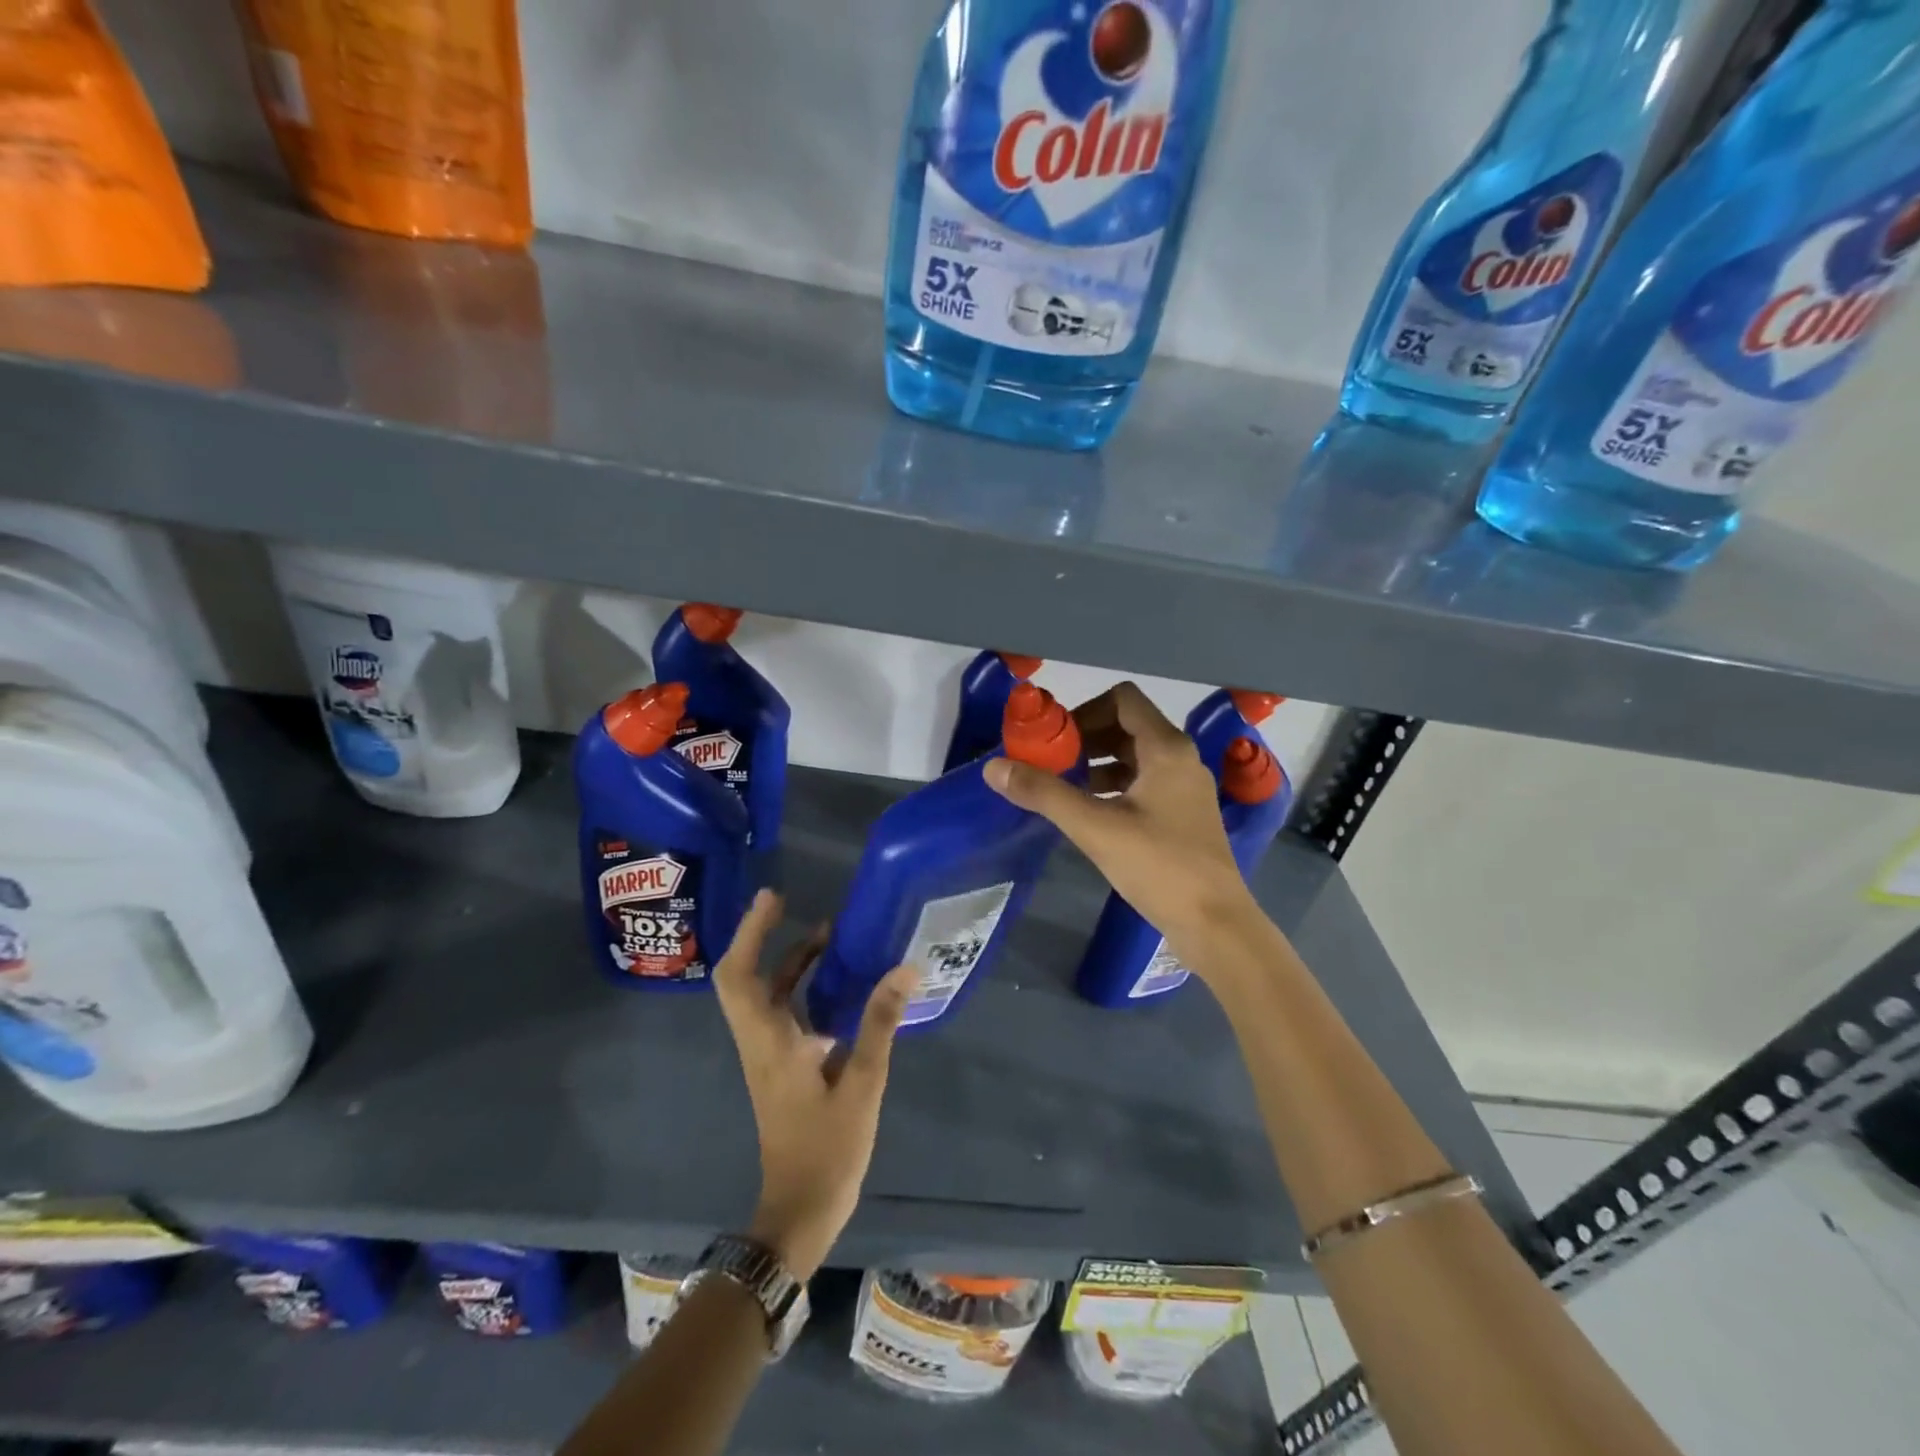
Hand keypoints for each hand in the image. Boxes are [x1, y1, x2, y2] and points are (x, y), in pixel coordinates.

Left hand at [712, 891, 916, 1279]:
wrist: (800, 1213)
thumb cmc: (827, 1150)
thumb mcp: (862, 1084)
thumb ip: (879, 1023)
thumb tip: (904, 968)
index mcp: (769, 1042)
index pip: (740, 976)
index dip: (751, 933)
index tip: (773, 898)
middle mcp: (761, 1041)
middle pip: (744, 978)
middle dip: (762, 936)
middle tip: (789, 904)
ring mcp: (770, 1054)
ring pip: (766, 994)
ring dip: (788, 960)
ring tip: (828, 932)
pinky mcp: (783, 1066)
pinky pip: (785, 1011)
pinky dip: (802, 986)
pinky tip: (840, 982)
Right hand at [983, 682, 1257, 966]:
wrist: (1215, 923)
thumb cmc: (1159, 866)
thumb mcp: (1095, 828)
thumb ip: (1044, 793)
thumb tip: (994, 767)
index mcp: (1166, 748)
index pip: (1122, 699)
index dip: (1083, 710)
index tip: (1054, 739)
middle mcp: (1180, 758)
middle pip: (1127, 725)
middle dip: (1085, 739)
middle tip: (1051, 763)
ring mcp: (1184, 787)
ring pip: (1134, 756)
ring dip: (1097, 763)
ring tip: (1064, 787)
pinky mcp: (1183, 814)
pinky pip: (1143, 782)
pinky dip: (1113, 786)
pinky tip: (1089, 811)